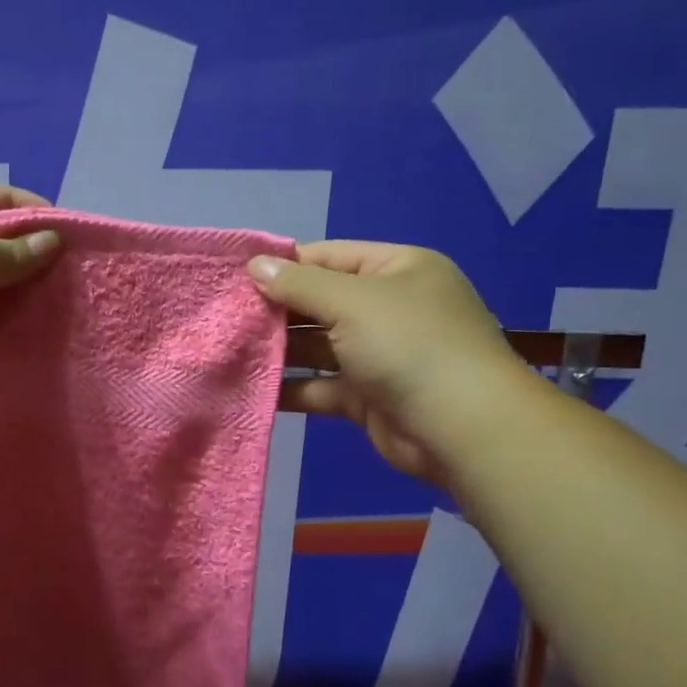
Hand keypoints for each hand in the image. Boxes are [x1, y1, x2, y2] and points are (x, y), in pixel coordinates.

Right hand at [248, 242, 528, 481]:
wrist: (462, 428)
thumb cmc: (408, 346)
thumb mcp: (352, 301)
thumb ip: (299, 284)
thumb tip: (255, 265)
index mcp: (396, 270)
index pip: (328, 257)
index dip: (283, 266)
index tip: (235, 277)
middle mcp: (388, 308)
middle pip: (320, 302)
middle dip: (276, 311)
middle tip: (224, 317)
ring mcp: (378, 354)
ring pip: (317, 347)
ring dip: (279, 351)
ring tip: (229, 351)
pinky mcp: (367, 397)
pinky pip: (321, 386)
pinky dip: (292, 389)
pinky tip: (252, 389)